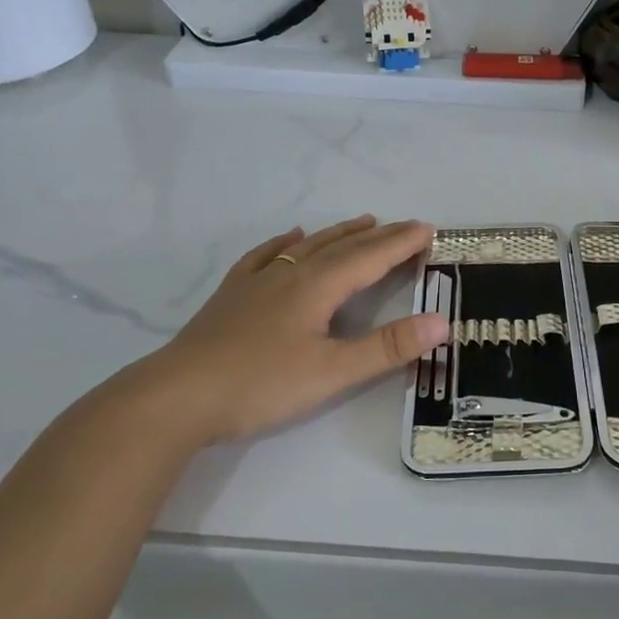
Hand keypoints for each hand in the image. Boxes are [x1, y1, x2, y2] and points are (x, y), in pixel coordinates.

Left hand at [119, 216, 447, 450]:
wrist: (177, 396)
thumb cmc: (260, 384)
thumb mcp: (332, 372)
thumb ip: (387, 348)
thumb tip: (441, 322)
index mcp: (318, 287)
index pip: (370, 257)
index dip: (401, 243)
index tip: (429, 228)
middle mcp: (291, 274)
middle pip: (342, 247)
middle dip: (379, 236)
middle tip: (407, 225)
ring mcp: (257, 282)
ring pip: (308, 247)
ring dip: (339, 233)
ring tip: (363, 222)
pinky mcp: (232, 296)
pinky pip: (265, 257)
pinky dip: (285, 244)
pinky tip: (290, 237)